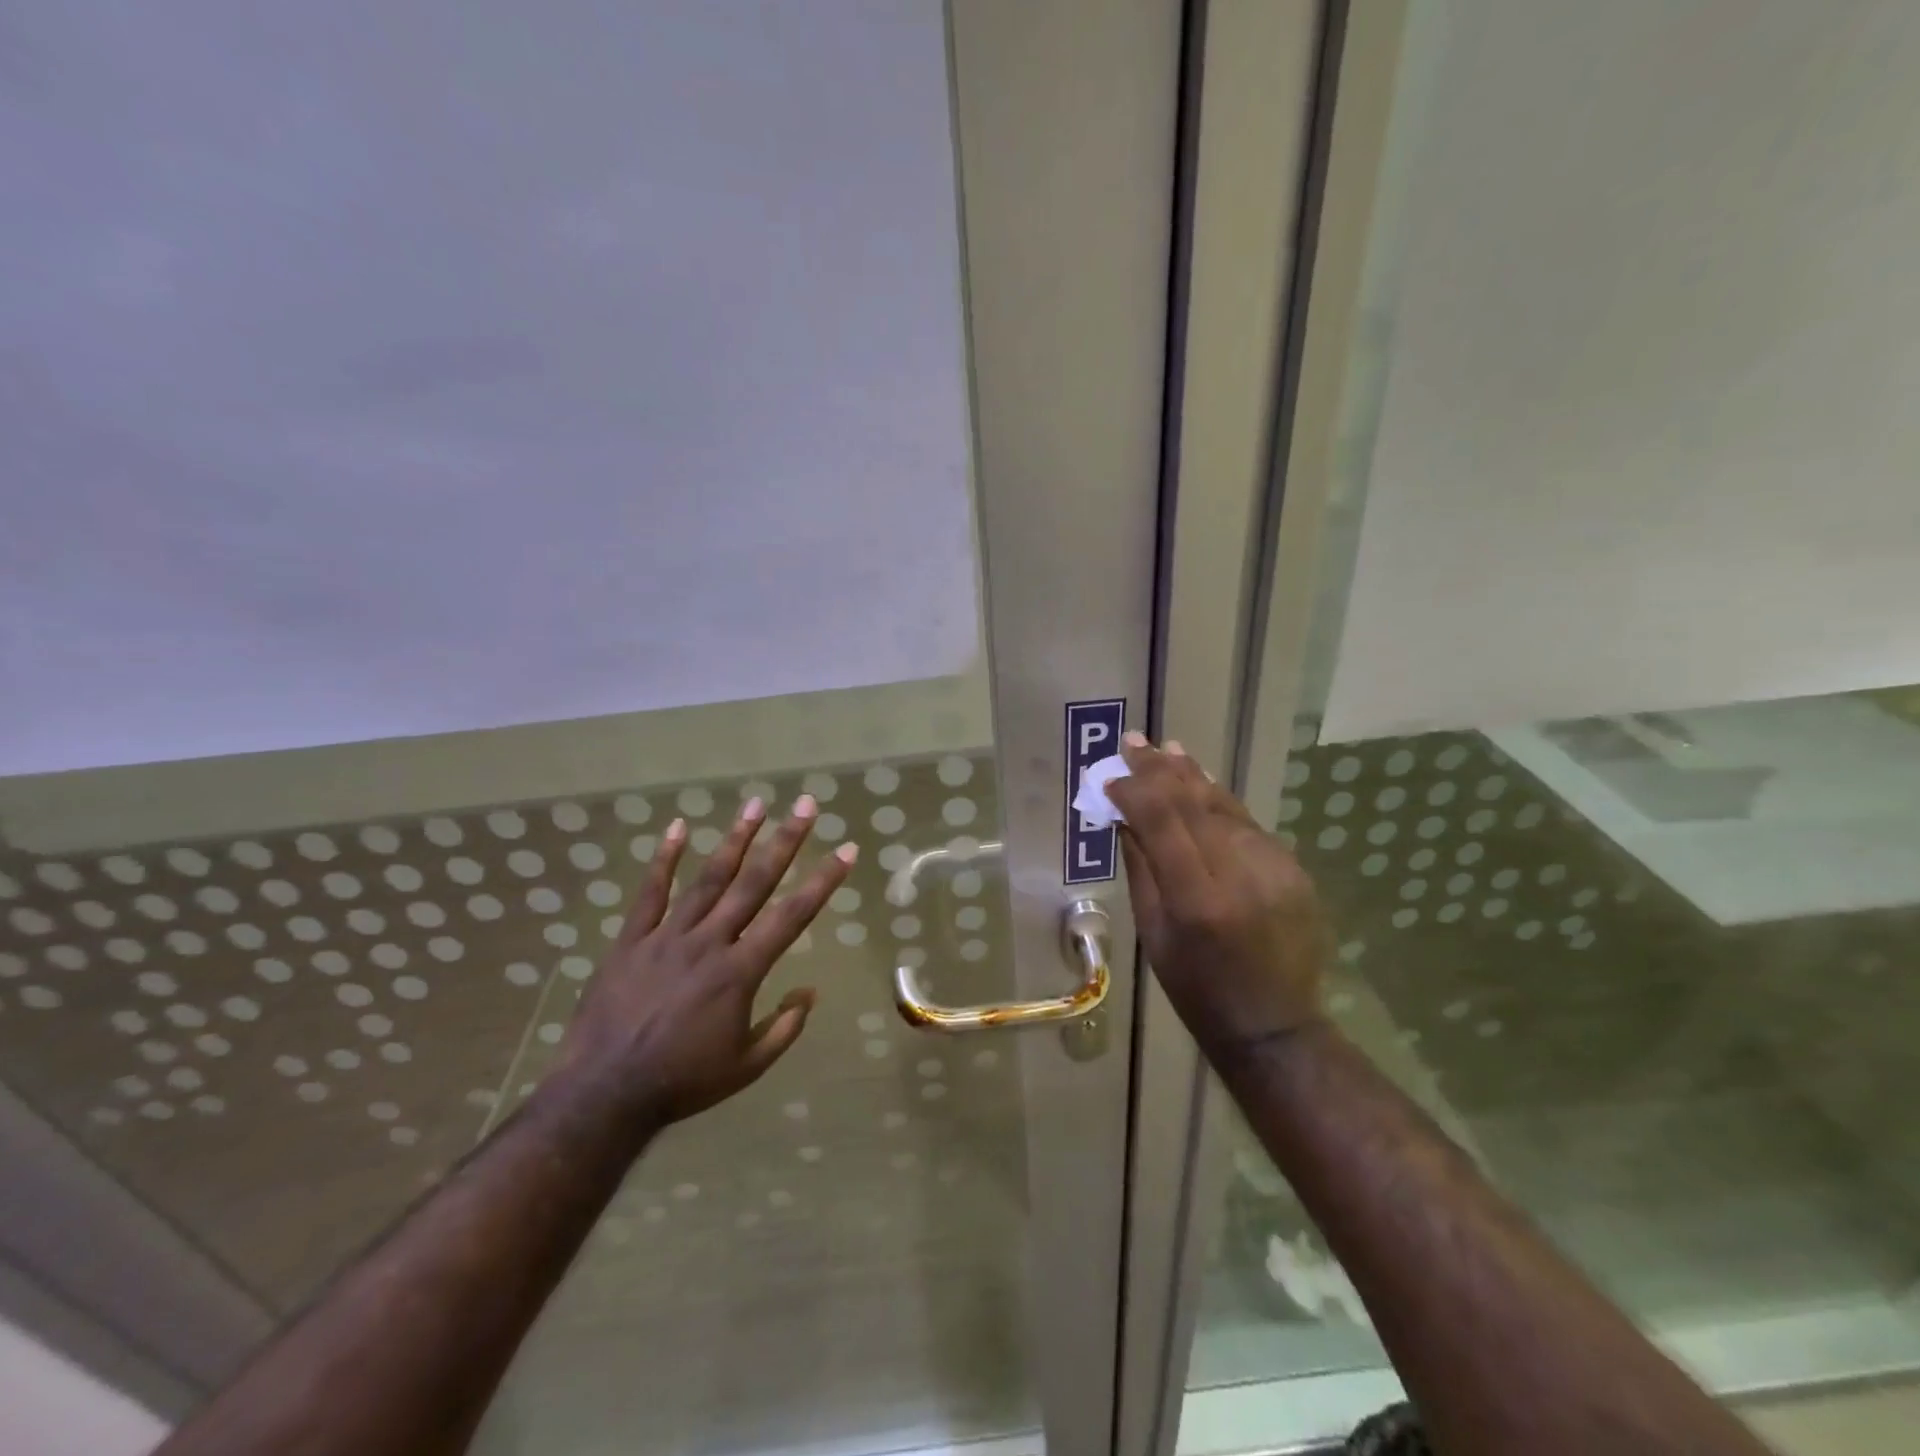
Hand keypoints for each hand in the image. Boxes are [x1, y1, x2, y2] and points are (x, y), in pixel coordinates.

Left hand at [555, 795, 854, 1124]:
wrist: (604, 1094)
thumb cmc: (682, 1082)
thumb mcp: (746, 1067)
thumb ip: (783, 1028)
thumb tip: (809, 993)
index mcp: (740, 972)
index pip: (792, 916)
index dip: (823, 881)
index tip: (846, 850)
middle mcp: (709, 942)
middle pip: (754, 882)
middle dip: (785, 840)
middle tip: (806, 805)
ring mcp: (667, 937)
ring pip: (708, 879)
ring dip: (735, 839)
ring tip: (756, 803)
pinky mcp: (631, 941)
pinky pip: (649, 893)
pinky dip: (663, 859)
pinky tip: (676, 828)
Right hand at [1106, 735, 1326, 1054]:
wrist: (1274, 1024)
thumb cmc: (1196, 988)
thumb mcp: (1153, 933)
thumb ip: (1141, 867)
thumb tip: (1123, 816)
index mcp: (1197, 899)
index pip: (1161, 821)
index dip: (1134, 790)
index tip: (1111, 776)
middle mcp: (1240, 874)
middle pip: (1194, 804)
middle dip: (1159, 770)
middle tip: (1134, 741)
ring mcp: (1274, 868)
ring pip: (1224, 807)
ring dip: (1191, 776)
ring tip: (1166, 749)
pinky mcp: (1294, 869)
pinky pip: (1247, 825)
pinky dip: (1220, 801)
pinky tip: (1201, 782)